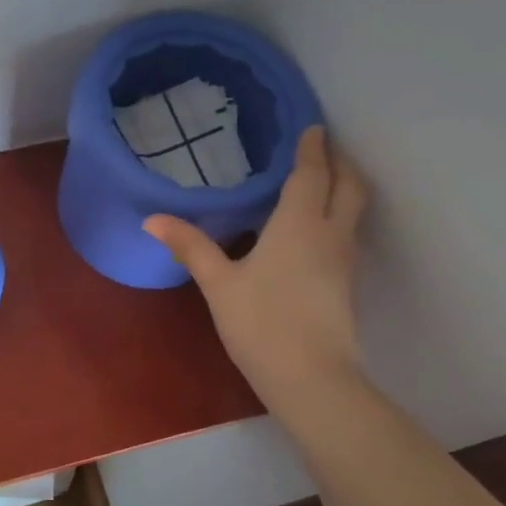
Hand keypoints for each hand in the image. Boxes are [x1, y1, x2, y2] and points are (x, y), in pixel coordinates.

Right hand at [144, 126, 368, 405]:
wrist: (311, 378)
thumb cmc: (262, 323)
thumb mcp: (218, 283)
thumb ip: (190, 246)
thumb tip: (151, 219)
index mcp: (298, 225)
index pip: (311, 175)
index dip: (312, 149)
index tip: (313, 126)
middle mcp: (330, 234)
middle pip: (349, 187)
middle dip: (339, 162)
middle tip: (323, 147)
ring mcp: (344, 260)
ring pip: (354, 210)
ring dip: (344, 187)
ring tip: (321, 179)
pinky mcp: (346, 283)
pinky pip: (348, 232)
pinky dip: (338, 214)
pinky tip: (315, 226)